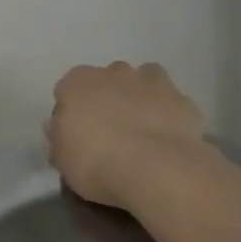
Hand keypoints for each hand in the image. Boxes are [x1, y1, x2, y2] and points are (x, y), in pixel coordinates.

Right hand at [47, 62, 209, 208]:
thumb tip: (58, 127)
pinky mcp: (182, 99)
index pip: (67, 90)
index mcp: (77, 83)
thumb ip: (58, 137)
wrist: (156, 169)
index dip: (72, 113)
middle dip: (107, 99)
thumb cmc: (96, 163)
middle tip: (109, 133)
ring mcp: (152, 82)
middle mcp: (113, 72)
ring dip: (140, 98)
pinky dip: (168, 114)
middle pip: (106, 81)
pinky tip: (167, 138)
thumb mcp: (62, 159)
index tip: (76, 136)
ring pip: (142, 81)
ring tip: (142, 130)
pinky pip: (171, 103)